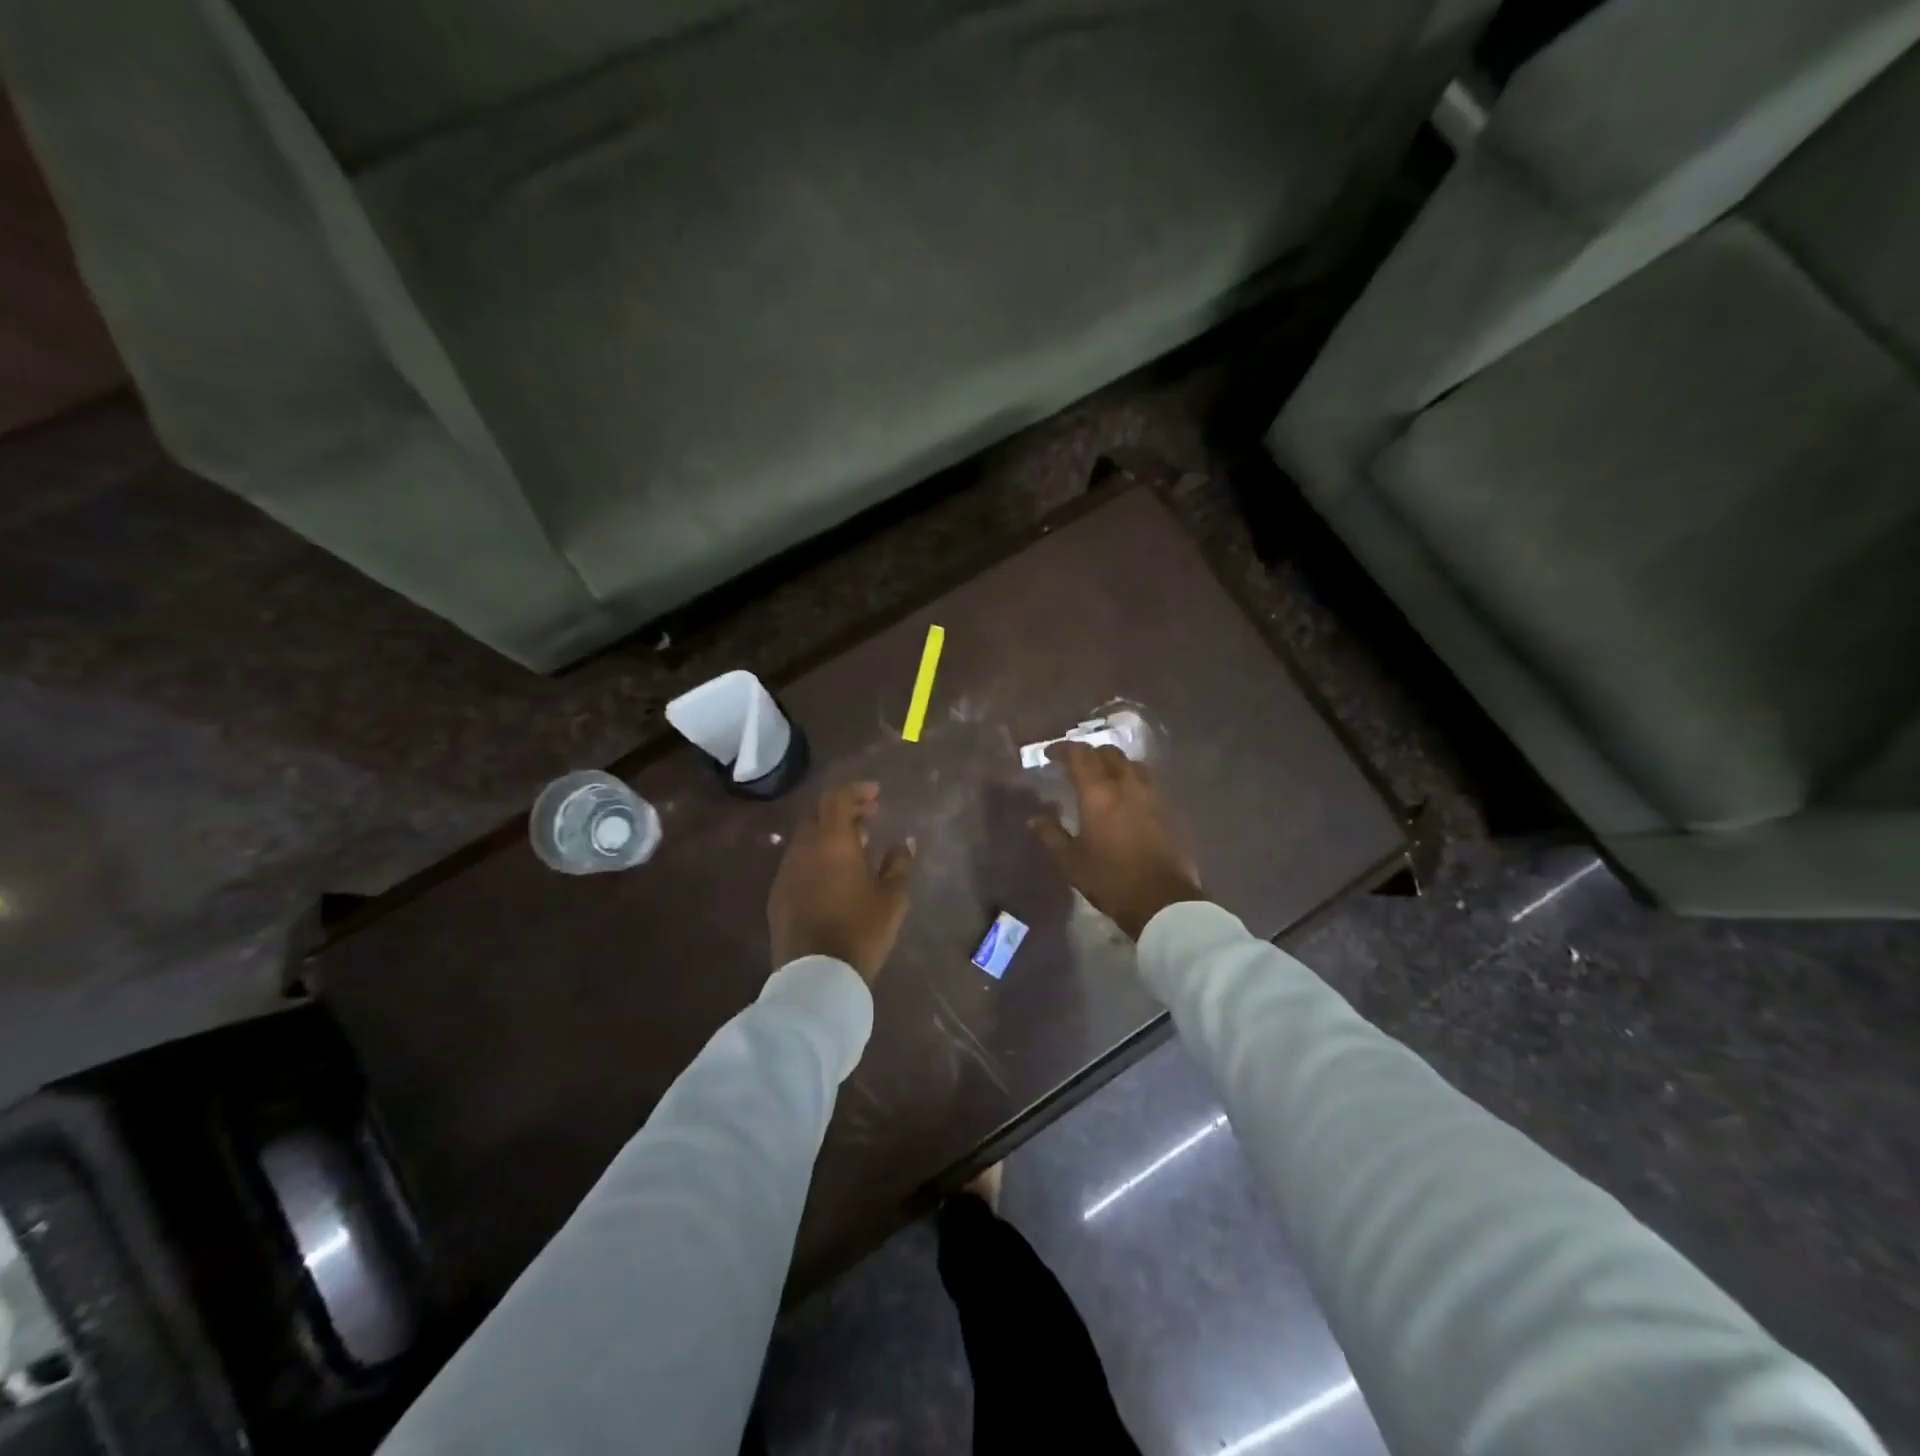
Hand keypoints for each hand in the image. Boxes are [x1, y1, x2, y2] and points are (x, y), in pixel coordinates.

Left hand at [768, 783, 915, 981]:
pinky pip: (799, 862)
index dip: (857, 791)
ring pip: (807, 839)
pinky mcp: (778, 896)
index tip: (877, 794)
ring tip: (858, 845)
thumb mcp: (892, 897)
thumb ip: (899, 863)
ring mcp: (786, 872)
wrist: (816, 977)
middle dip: (844, 810)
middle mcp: (803, 848)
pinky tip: (835, 874)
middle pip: (819, 815)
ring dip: (830, 834)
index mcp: (831, 841)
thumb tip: (905, 842)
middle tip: (870, 816)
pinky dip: (818, 856)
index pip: (837, 798)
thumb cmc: (861, 930)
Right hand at [1030, 743, 1202, 939]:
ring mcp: (1152, 794)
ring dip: (1114, 764)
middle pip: (1108, 753)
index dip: (1063, 749)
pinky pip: (1147, 781)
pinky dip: (1131, 780)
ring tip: (1103, 778)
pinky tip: (1126, 798)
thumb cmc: (1110, 880)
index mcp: (1098, 792)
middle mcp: (1126, 784)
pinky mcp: (1169, 808)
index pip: (1080, 754)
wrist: (1162, 901)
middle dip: (1089, 754)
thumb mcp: (1071, 861)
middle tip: (1075, 766)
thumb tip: (1034, 818)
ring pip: (1131, 764)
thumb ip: (1051, 834)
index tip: (1050, 755)